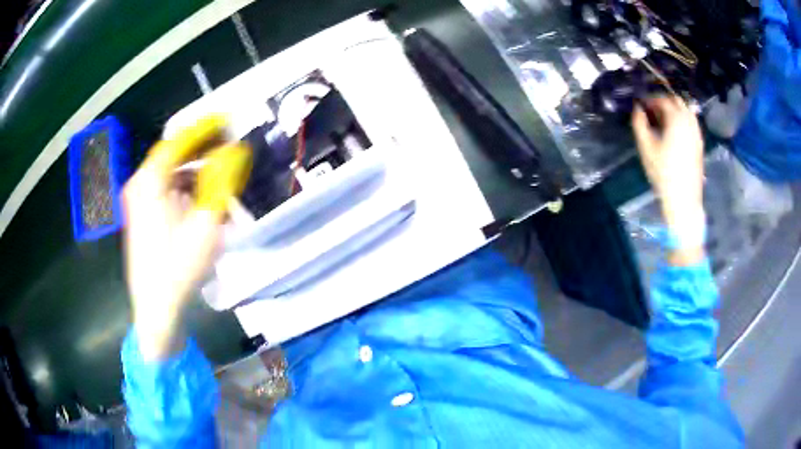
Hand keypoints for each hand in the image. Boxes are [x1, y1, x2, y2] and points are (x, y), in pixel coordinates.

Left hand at [123, 116, 251, 360]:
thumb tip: (235, 152)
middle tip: (227, 146)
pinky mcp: (139, 215)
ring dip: (193, 170)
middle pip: (172, 155)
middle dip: (200, 149)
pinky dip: (183, 187)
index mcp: (150, 181)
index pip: (178, 140)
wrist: (156, 308)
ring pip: (168, 173)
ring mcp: (137, 201)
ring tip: (218, 174)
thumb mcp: (206, 224)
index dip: (204, 128)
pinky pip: (164, 189)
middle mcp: (139, 184)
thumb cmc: (179, 268)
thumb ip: (221, 182)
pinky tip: (199, 198)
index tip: (226, 120)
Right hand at [632, 96, 704, 264]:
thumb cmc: (663, 174)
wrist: (684, 200)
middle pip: (676, 101)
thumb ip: (639, 123)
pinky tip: (673, 132)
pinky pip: (691, 122)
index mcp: (676, 119)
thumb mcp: (646, 148)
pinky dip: (681, 120)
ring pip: (686, 110)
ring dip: (673, 110)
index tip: (640, 105)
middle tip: (651, 111)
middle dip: (663, 102)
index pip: (662, 99)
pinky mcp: (700, 143)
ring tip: (662, 121)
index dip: (650, 99)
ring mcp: (697, 132)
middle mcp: (689, 121)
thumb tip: (637, 108)